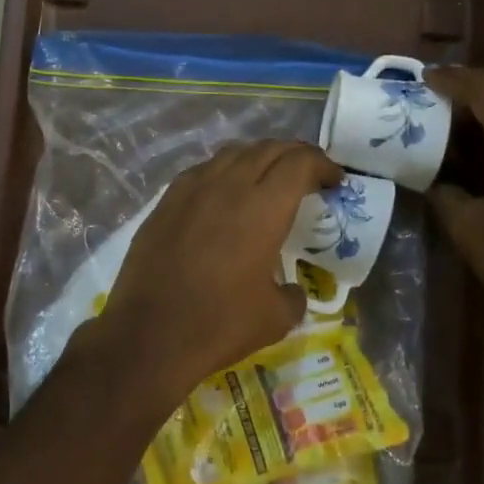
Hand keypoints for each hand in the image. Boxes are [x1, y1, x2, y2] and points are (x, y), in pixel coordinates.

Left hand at [93, 140, 343, 409]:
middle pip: (267, 150)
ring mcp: (191, 190)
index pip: (299, 163)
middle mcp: (227, 186)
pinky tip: (224, 193)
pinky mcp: (165, 202)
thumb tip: (291, 289)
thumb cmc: (219, 324)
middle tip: (308, 173)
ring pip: (232, 153)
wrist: (149, 334)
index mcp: (263, 208)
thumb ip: (293, 294)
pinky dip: (224, 171)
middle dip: (294, 155)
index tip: (334, 180)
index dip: (322, 164)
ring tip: (268, 177)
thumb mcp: (276, 318)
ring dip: (258, 157)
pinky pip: (202, 171)